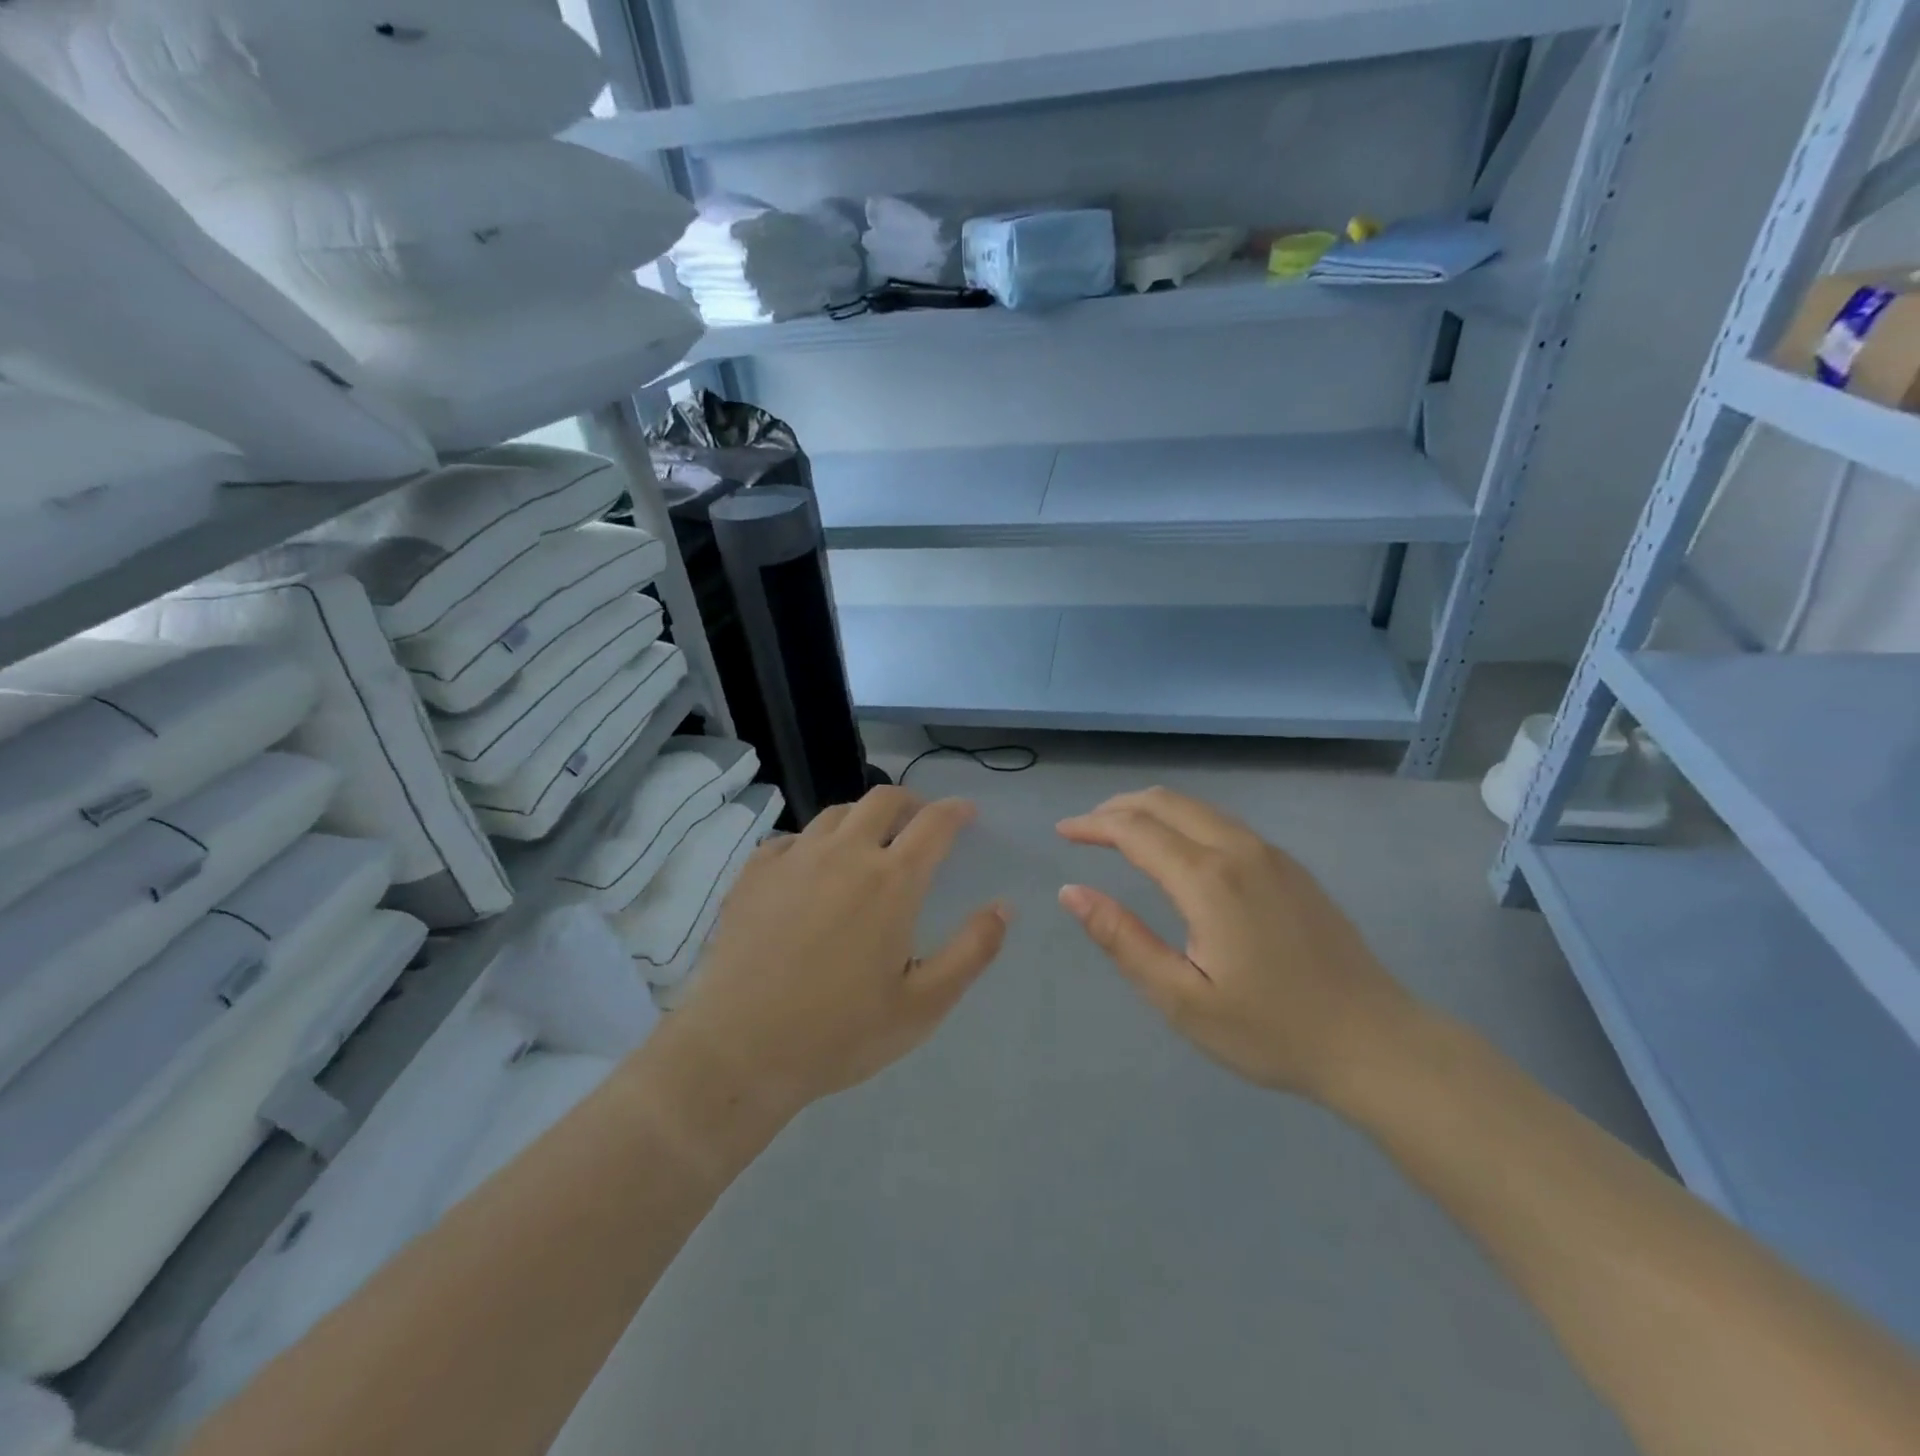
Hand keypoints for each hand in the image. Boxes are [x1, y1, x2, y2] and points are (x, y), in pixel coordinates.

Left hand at [668, 787, 1008, 1120]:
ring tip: (868, 842)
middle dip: (910, 801)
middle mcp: (844, 854)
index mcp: (891, 881)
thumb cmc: (840, 1033)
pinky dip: (813, 842)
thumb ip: (971, 952)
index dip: (956, 811)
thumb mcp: (923, 1005)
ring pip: (836, 813)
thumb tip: (1003, 907)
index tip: (966, 812)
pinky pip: (791, 838)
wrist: (739, 1050)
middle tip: (920, 821)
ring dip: (863, 818)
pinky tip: (810, 868)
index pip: (934, 823)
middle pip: (883, 800)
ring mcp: (794, 858)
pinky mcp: (754, 873)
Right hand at [1057, 787, 1415, 1100]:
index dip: (1092, 825)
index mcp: (1208, 879)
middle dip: (1118, 807)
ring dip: (1152, 810)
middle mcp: (1239, 850)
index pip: (1134, 830)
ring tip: (1120, 833)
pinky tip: (1177, 851)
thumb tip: (1071, 892)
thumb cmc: (1270, 1030)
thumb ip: (1122, 939)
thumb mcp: (1181, 999)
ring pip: (1198, 808)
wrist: (1376, 1042)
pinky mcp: (1290, 867)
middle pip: (1167, 802)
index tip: (1062, 832)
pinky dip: (1184, 821)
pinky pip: (1224, 823)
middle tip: (1085, 828)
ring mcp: (1271, 854)